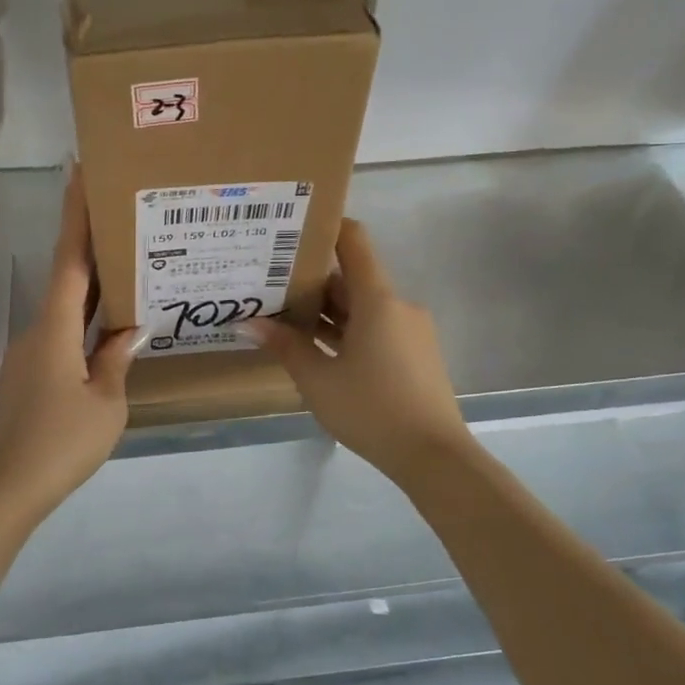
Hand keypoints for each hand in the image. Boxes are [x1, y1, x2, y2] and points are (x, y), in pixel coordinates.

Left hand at [0, 169, 141, 516]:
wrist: (1, 492)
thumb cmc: (59, 444)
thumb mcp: (105, 404)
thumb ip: (116, 361)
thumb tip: (127, 331)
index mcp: (55, 329)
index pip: (69, 260)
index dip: (74, 216)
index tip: (78, 173)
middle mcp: (37, 332)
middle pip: (67, 280)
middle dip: (92, 247)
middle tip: (124, 219)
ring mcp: (29, 357)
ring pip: (66, 313)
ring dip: (94, 293)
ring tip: (130, 276)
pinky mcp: (28, 378)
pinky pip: (62, 339)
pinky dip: (85, 327)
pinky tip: (109, 335)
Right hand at [245, 219, 472, 481]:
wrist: (434, 457)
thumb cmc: (372, 410)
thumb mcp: (318, 380)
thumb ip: (285, 346)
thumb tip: (249, 323)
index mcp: (377, 299)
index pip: (354, 242)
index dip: (326, 228)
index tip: (292, 229)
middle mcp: (398, 305)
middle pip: (353, 278)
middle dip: (313, 281)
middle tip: (270, 284)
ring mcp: (411, 330)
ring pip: (364, 307)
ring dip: (330, 311)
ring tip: (286, 319)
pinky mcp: (415, 353)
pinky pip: (377, 328)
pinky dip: (349, 331)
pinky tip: (320, 350)